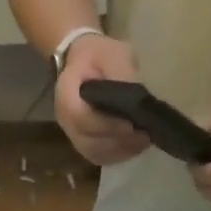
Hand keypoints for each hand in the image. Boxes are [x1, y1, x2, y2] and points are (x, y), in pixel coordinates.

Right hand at [54, 34, 148, 165]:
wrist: (83, 63)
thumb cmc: (97, 56)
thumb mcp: (111, 53)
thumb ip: (121, 75)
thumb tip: (138, 100)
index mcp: (66, 95)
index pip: (81, 118)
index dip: (106, 125)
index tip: (130, 125)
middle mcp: (65, 122)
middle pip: (89, 142)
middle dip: (118, 141)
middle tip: (145, 135)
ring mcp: (74, 136)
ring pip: (95, 153)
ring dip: (121, 151)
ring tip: (144, 141)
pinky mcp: (85, 144)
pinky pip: (101, 157)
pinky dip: (119, 155)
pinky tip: (137, 146)